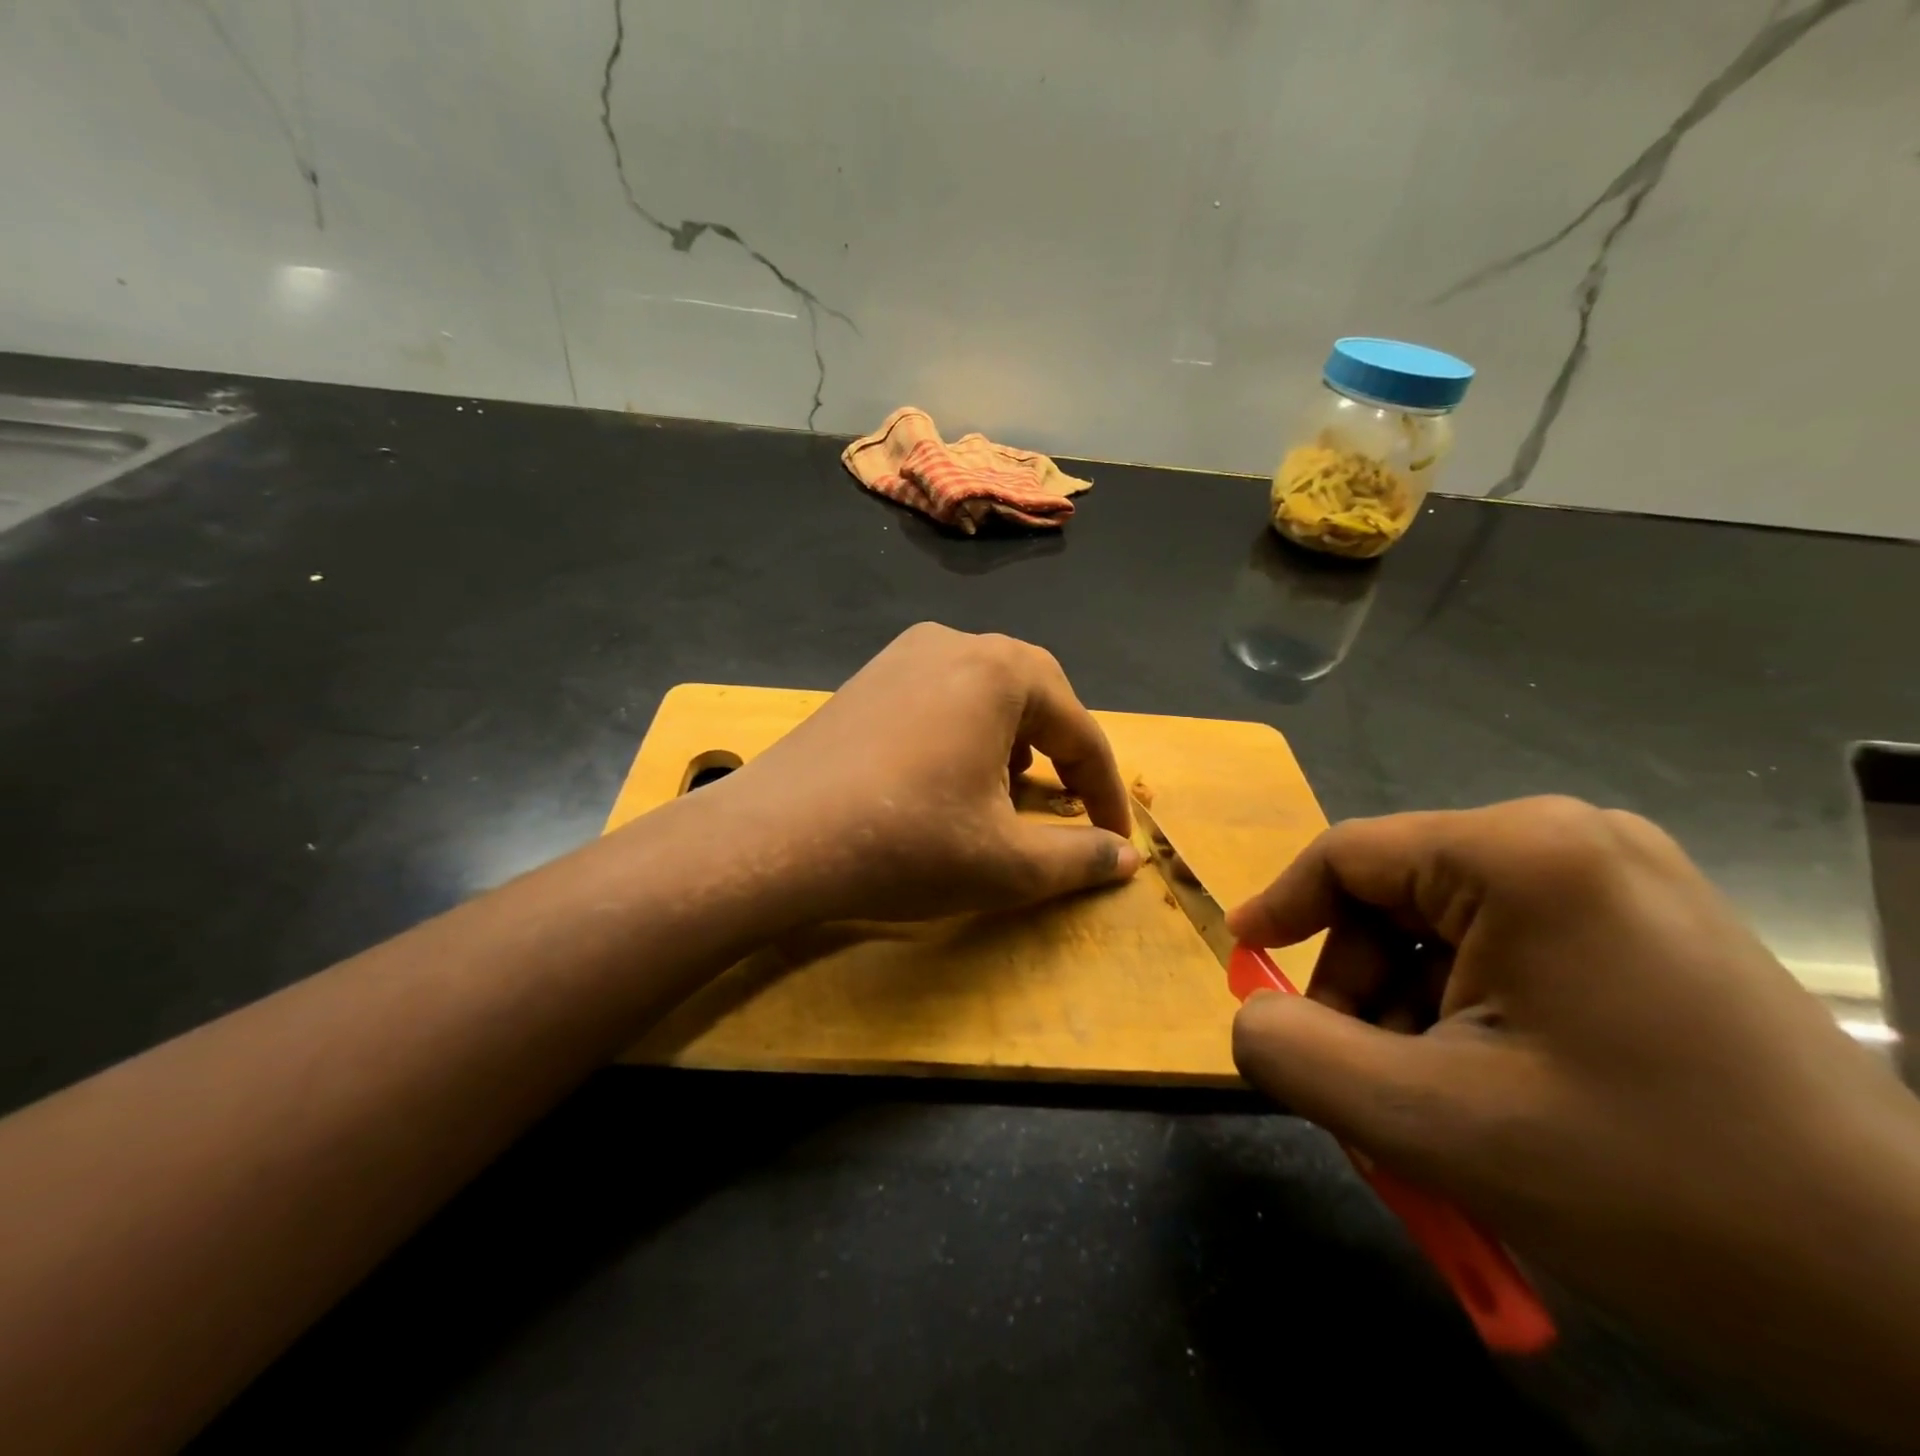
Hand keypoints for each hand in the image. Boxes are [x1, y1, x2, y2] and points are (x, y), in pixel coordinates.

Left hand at [697, 623, 1139, 927]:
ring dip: (1013, 736)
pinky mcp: (866, 679)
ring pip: (985, 690)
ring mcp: (902, 655)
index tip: (1119, 837)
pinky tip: (947, 774)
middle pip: (1036, 694)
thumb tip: (1127, 857)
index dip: (1106, 789)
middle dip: (1061, 750)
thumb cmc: (906, 844)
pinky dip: (965, 731)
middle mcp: (955, 643)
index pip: (1080, 730)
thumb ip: (1078, 857)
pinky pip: (940, 695)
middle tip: (1067, 801)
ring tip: (1008, 788)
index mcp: (1001, 672)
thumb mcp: (1006, 863)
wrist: (774, 839)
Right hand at [1226, 797, 1919, 1439]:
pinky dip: (1471, 1020)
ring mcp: (1624, 885)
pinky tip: (1497, 1097)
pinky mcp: (1653, 935)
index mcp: (1523, 854)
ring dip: (1413, 1015)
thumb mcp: (1437, 1125)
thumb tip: (1249, 1020)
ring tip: (1436, 1109)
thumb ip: (1298, 1056)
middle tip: (1364, 1086)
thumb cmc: (1664, 1193)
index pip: (1348, 856)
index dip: (1281, 909)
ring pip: (1450, 933)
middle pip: (1398, 898)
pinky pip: (1510, 956)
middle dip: (1361, 991)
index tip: (1245, 966)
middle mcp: (1574, 841)